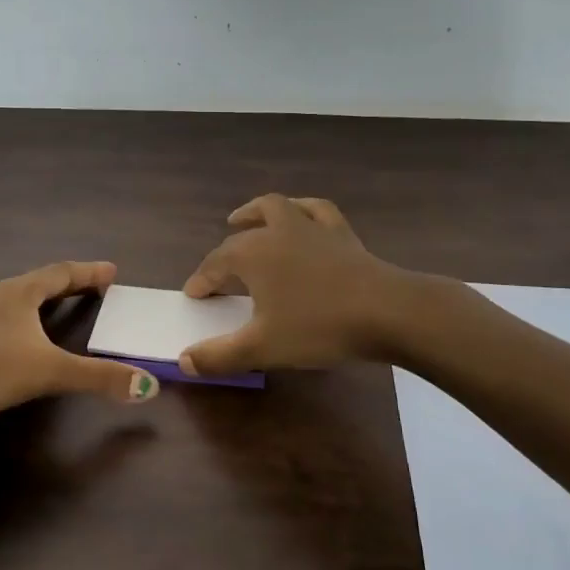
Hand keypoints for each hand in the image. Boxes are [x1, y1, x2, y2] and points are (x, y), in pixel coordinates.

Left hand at [0, 261, 160, 424]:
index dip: (89, 273)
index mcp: (21, 292)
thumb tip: (148, 385)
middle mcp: (1, 297)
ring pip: (21, 298)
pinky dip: (28, 318)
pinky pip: (8, 317)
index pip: (63, 273)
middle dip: (71, 282)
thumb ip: (98, 378)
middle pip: (42, 281)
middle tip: (96, 287)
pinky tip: (25, 336)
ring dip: (46, 299)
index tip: (112, 271)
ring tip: (64, 305)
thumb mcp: (49, 371)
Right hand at [180, 195, 398, 375]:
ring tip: (246, 220)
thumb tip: (183, 361)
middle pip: (242, 234)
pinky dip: (301, 210)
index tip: (194, 295)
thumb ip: (219, 356)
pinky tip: (301, 216)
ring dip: (256, 213)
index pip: (215, 264)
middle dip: (226, 249)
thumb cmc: (317, 327)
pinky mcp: (341, 232)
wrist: (386, 311)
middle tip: (221, 269)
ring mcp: (310, 227)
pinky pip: (316, 210)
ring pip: (276, 208)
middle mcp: (276, 231)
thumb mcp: (262, 348)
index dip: (201, 280)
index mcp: (251, 254)